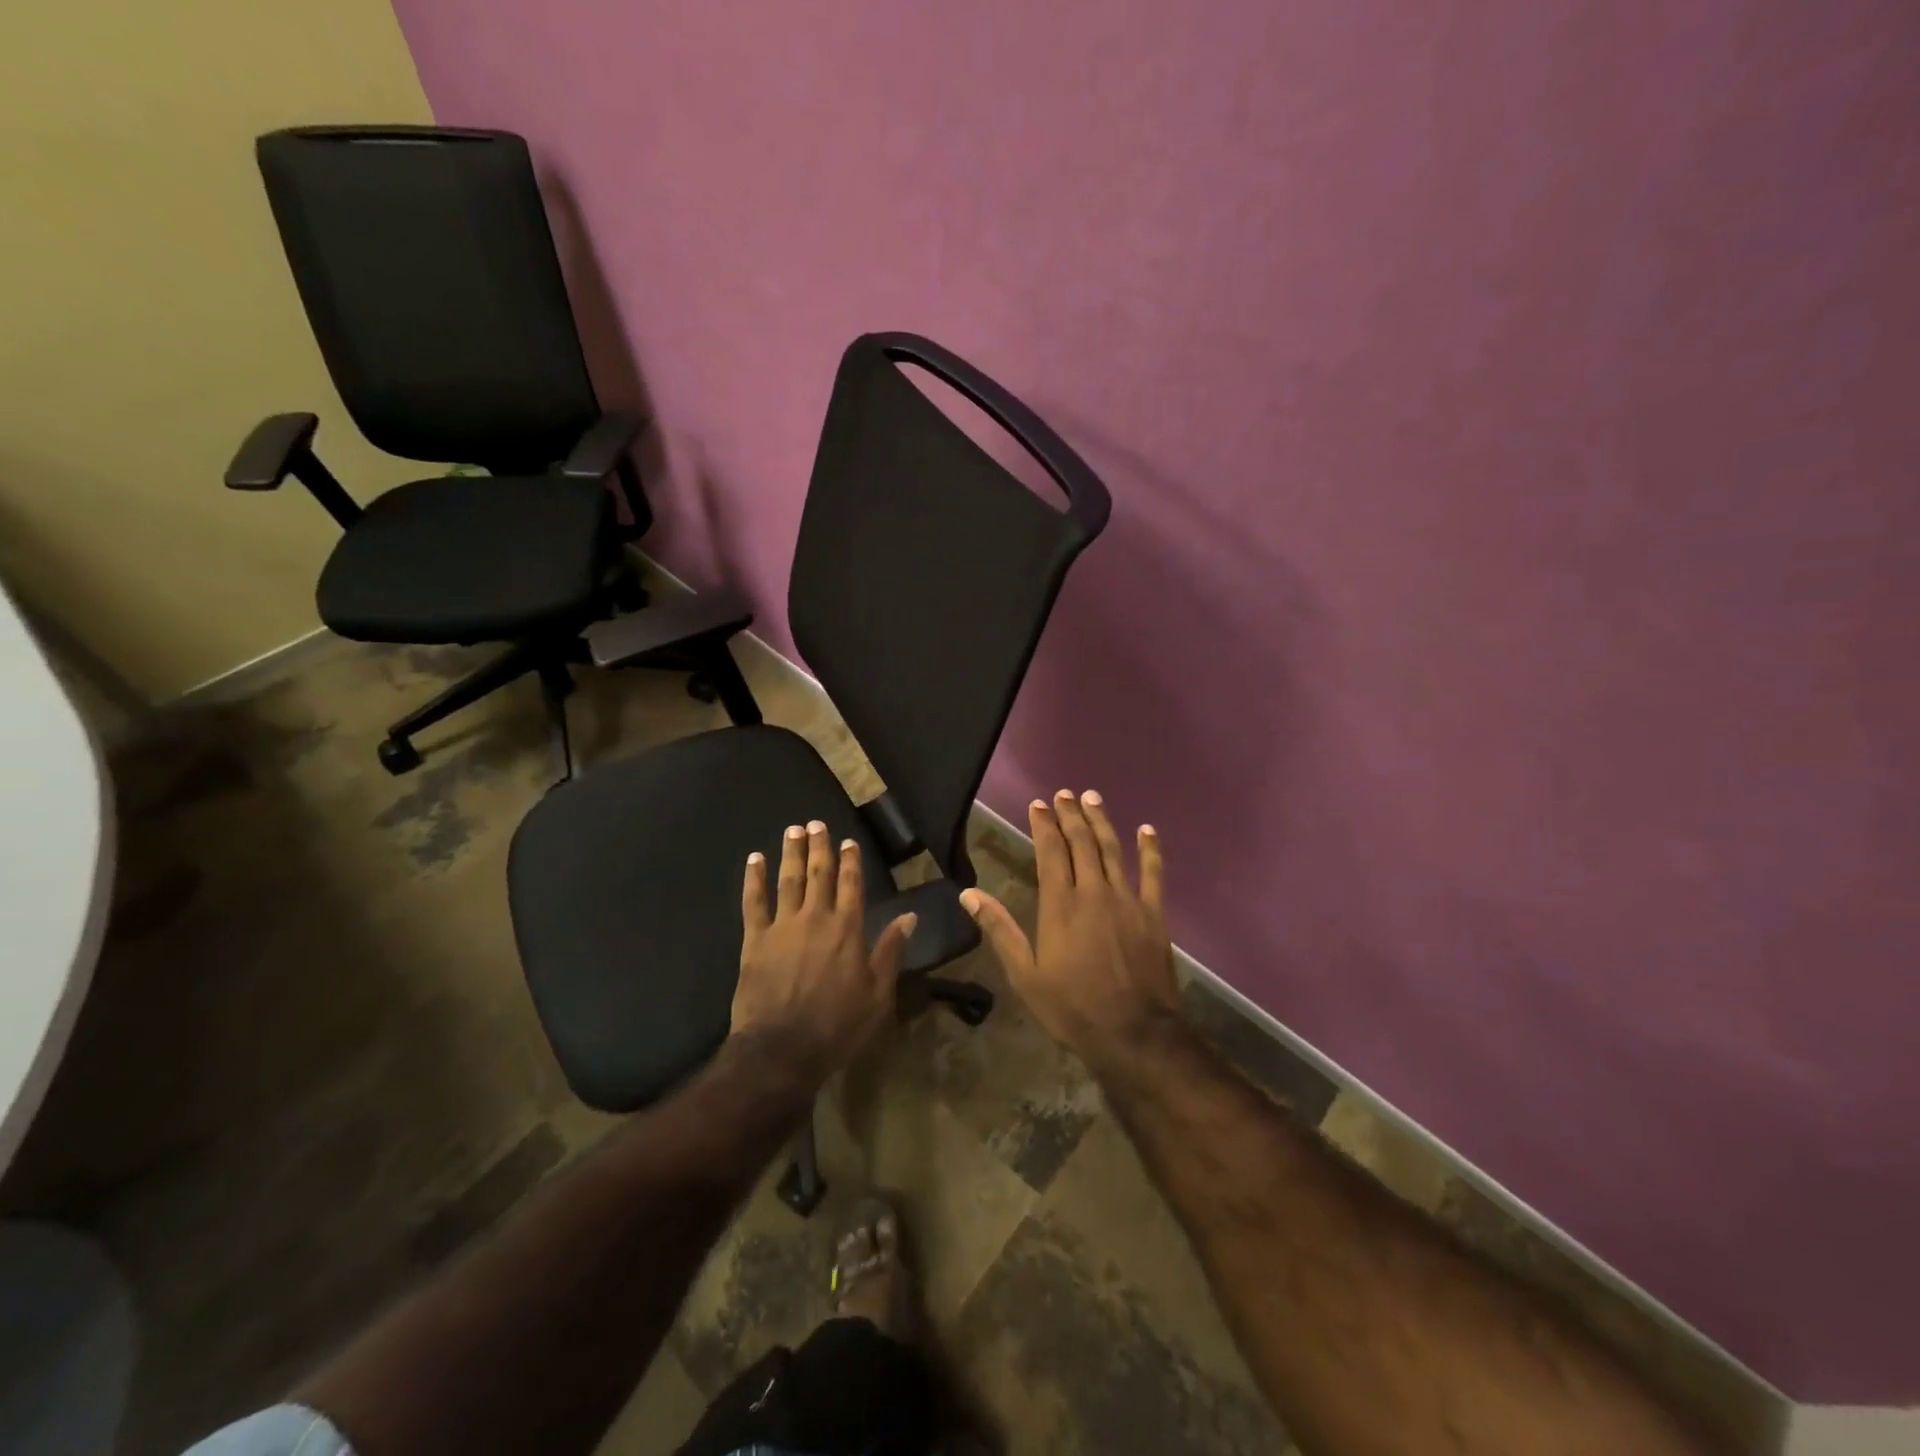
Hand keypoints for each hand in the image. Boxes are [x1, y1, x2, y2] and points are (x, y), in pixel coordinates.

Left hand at [732, 820, 916, 1079]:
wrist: (782, 1050)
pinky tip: (754, 859)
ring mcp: (783, 926)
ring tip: (792, 830)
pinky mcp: (754, 940)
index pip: (851, 884)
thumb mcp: (877, 994)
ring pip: (788, 880)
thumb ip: (891, 951)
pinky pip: (754, 902)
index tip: (848, 841)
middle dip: (820, 847)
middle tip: (816, 824)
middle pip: (819, 874)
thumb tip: (910, 917)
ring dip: (791, 853)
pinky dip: (753, 879)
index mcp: (848, 929)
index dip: (851, 861)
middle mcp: (816, 918)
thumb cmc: (837, 1026)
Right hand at [959, 790, 1181, 1070]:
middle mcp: (1093, 892)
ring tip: (1092, 798)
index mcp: (1060, 905)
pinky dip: (1150, 849)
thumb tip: (968, 893)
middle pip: (1081, 843)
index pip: (1050, 852)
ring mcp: (1127, 900)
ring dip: (1101, 821)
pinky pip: (1153, 874)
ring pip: (1112, 850)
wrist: (1135, 1035)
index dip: (1044, 825)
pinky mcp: (1153, 914)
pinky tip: (1147, 829)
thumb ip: (999, 929)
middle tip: (1064, 794)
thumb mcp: (1025, 974)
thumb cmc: (1072, 1007)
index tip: (1038, 804)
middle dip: (1070, 815)